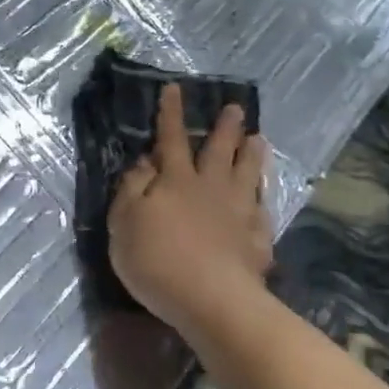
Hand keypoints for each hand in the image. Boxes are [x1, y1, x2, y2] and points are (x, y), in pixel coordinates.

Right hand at [108, 84, 273, 339]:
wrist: (212, 300)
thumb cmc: (157, 261)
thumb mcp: (124, 224)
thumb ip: (131, 189)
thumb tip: (143, 162)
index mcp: (175, 181)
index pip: (170, 139)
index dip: (170, 113)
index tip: (175, 88)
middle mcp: (210, 187)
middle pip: (218, 150)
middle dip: (225, 127)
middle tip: (235, 107)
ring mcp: (238, 211)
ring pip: (247, 173)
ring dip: (252, 154)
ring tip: (259, 138)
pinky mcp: (257, 238)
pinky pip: (262, 208)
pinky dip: (263, 196)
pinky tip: (264, 194)